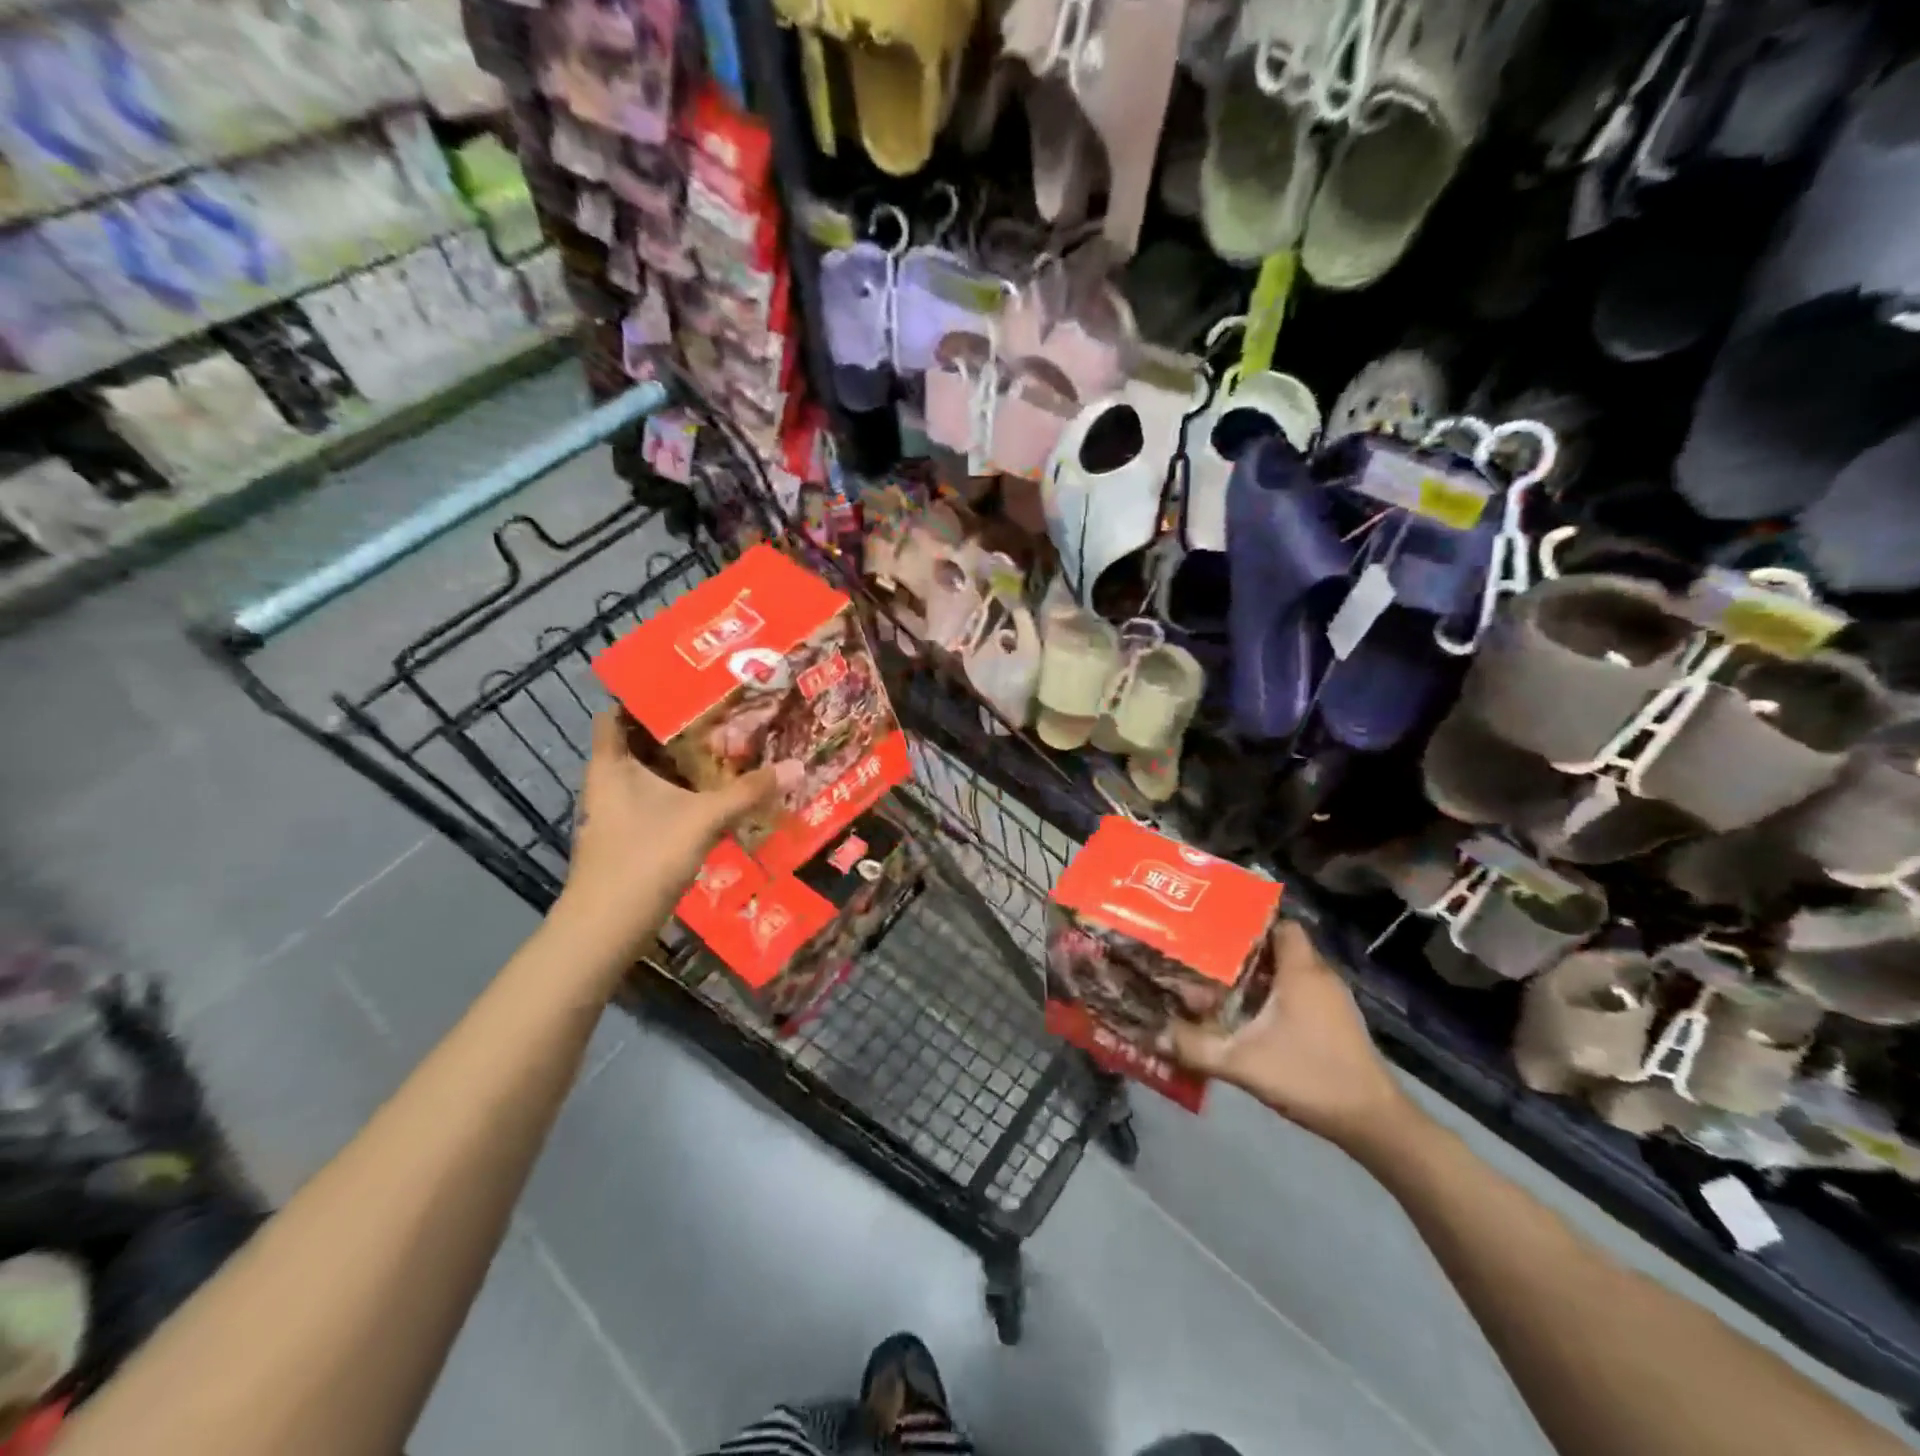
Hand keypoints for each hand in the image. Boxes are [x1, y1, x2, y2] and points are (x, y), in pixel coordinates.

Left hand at [560, 711, 796, 951]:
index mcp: (611, 764)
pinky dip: (683, 794)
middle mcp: (608, 782)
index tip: (685, 686)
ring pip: (651, 776)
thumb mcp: (703, 819)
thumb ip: (748, 792)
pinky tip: (715, 797)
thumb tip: (796, 766)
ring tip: (728, 749)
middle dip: (679, 730)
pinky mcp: (630, 838)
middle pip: (641, 743)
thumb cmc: (644, 857)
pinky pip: (658, 802)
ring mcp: (617, 813)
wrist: (607, 928)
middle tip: (723, 715)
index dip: (644, 696)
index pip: (616, 713)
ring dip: (683, 765)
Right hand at [1167, 919, 1414, 1152]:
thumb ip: (1196, 1047)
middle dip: (1245, 951)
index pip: (1280, 924)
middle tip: (1208, 958)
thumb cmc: (1309, 1076)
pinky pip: (1302, 992)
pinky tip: (1252, 1016)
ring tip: (1222, 984)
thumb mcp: (1243, 1063)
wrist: (1372, 1122)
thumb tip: (1153, 1034)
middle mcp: (1320, 976)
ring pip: (1291, 971)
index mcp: (1301, 971)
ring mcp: (1333, 1001)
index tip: (1216, 930)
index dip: (1250, 923)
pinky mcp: (1337, 1022)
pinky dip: (1277, 996)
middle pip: (1280, 947)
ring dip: (1260, 976)